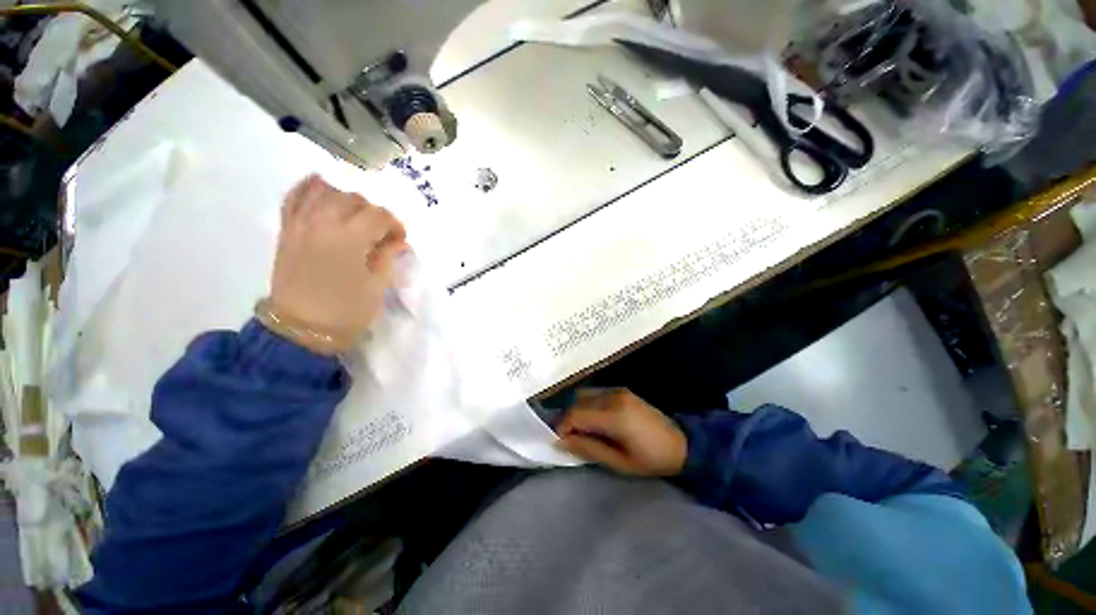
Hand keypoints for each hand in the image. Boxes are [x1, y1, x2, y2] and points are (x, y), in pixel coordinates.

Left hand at [267, 175, 407, 352]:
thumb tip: (398, 241)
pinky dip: (308, 188)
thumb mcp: (377, 287)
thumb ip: (388, 257)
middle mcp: (323, 224)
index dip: (395, 224)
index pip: (378, 215)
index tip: (400, 239)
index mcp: (349, 240)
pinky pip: (294, 198)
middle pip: (353, 199)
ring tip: (356, 214)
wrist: (300, 330)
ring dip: (346, 198)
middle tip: (380, 231)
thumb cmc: (345, 312)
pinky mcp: (287, 231)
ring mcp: (300, 224)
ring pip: (325, 192)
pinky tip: (321, 185)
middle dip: (373, 212)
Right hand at [555, 388, 687, 476]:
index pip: (576, 414)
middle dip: (568, 419)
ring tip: (582, 430)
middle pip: (577, 401)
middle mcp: (613, 396)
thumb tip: (561, 442)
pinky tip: (594, 420)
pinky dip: (588, 405)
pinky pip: (595, 393)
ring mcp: (618, 390)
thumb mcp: (618, 462)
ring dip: (578, 410)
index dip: (563, 426)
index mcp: (614, 415)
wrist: (681, 444)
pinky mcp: (621, 390)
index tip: (560, 442)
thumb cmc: (651, 459)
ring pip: (584, 395)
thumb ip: (588, 448)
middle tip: (570, 438)